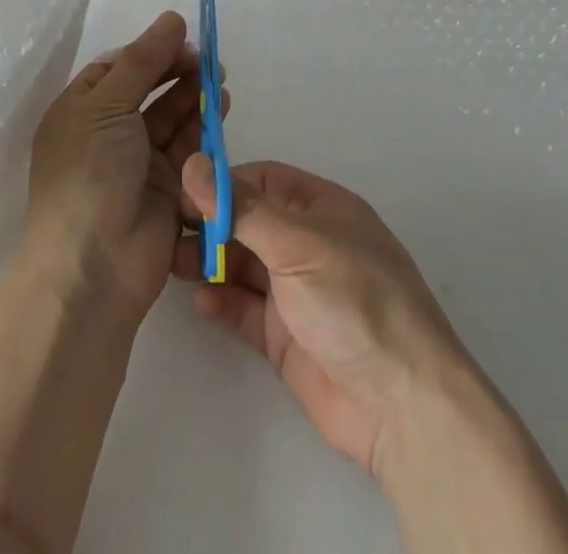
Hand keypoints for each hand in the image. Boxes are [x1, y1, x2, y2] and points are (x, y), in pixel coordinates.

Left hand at [23, 12, 215, 323]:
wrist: (95, 267)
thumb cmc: (88, 174)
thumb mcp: (107, 106)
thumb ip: (143, 61)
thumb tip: (172, 19)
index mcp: (80, 110)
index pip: (117, 67)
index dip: (149, 51)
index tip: (181, 37)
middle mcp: (107, 132)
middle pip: (147, 89)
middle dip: (176, 70)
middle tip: (208, 57)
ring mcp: (137, 161)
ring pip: (171, 115)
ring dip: (194, 93)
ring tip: (219, 75)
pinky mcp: (167, 186)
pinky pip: (188, 145)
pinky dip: (204, 124)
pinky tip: (222, 104)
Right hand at [175, 156, 468, 475]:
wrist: (400, 402)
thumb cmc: (354, 299)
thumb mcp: (297, 244)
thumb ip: (241, 209)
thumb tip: (192, 164)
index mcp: (321, 208)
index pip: (263, 180)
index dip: (224, 182)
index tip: (182, 190)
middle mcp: (307, 244)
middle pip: (248, 222)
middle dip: (211, 224)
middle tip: (167, 231)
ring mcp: (296, 292)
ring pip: (242, 266)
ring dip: (210, 263)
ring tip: (174, 265)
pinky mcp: (285, 338)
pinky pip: (245, 310)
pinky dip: (222, 303)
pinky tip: (201, 304)